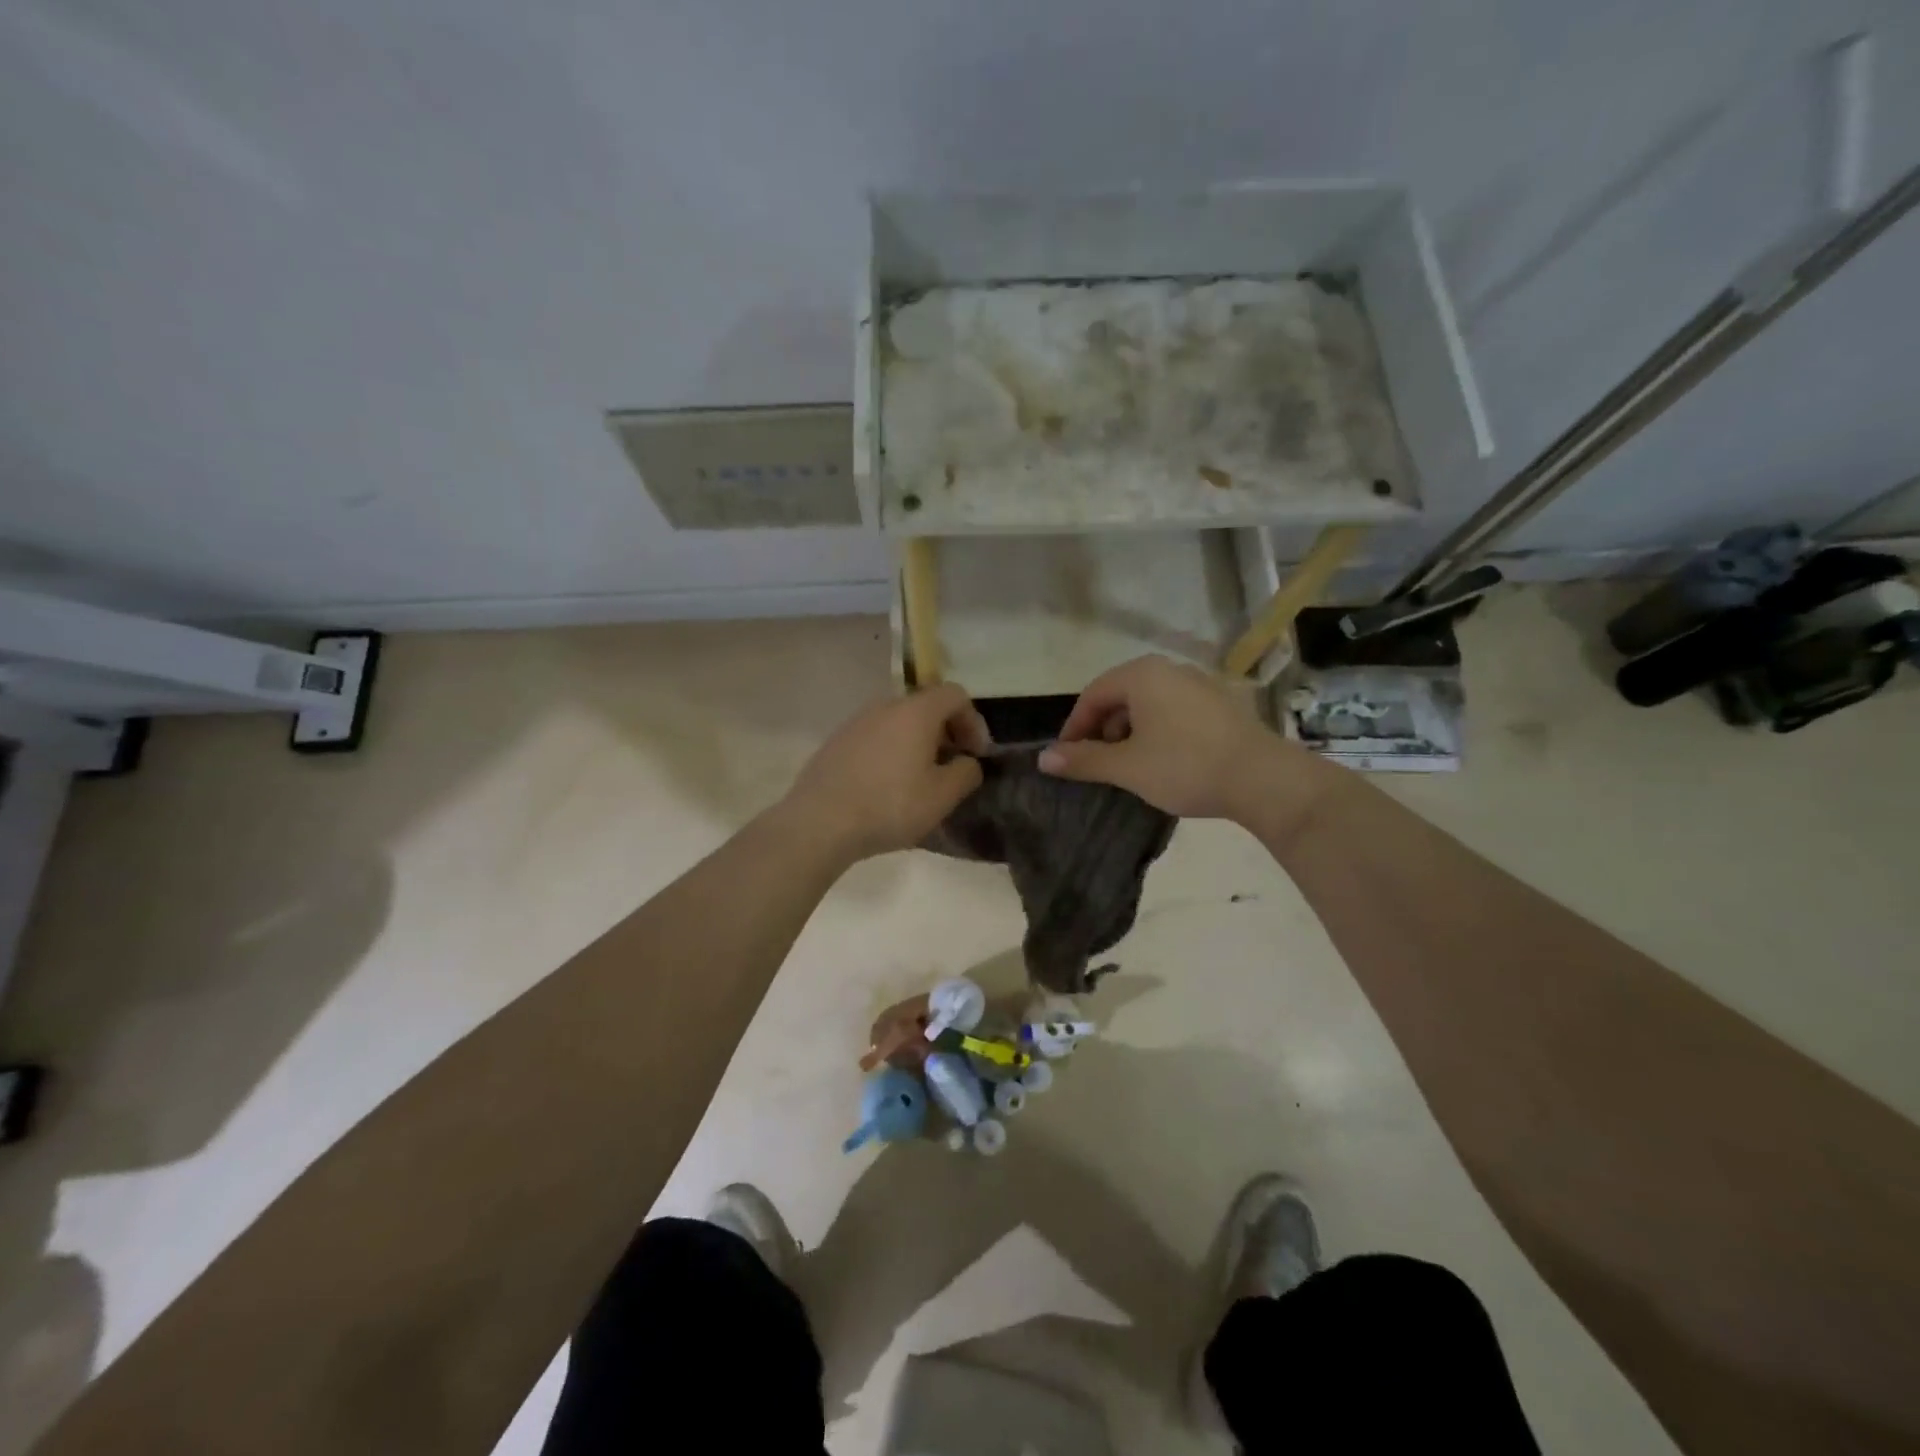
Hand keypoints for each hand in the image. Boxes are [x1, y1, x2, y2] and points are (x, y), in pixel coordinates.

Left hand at [783, 683, 989, 861]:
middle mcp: (885, 706)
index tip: (976, 754)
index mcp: (916, 712)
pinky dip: (891, 752)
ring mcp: (856, 722)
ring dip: (917, 743)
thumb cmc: (890, 806)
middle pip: (926, 706)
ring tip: (920, 779)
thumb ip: (966, 773)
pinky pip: (875, 738)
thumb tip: (967, 763)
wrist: (819, 822)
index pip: (955, 695)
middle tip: (951, 767)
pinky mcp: (836, 742)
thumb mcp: (942, 796)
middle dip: (946, 733)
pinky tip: (887, 786)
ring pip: (898, 723)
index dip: (973, 721)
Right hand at [1038, 656, 1316, 820]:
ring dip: (1131, 732)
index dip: (1075, 727)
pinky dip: (1159, 731)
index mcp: (1143, 675)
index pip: (1093, 694)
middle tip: (1098, 763)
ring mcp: (1200, 683)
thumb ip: (1083, 760)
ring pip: (1149, 704)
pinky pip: (1175, 711)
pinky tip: (1165, 761)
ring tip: (1130, 765)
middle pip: (1121, 696)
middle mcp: (1170, 669)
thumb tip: (1043, 758)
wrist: (1262, 779)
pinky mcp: (1222, 703)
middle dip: (1103, 730)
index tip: (1068, 758)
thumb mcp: (1127, 767)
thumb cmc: (1185, 766)